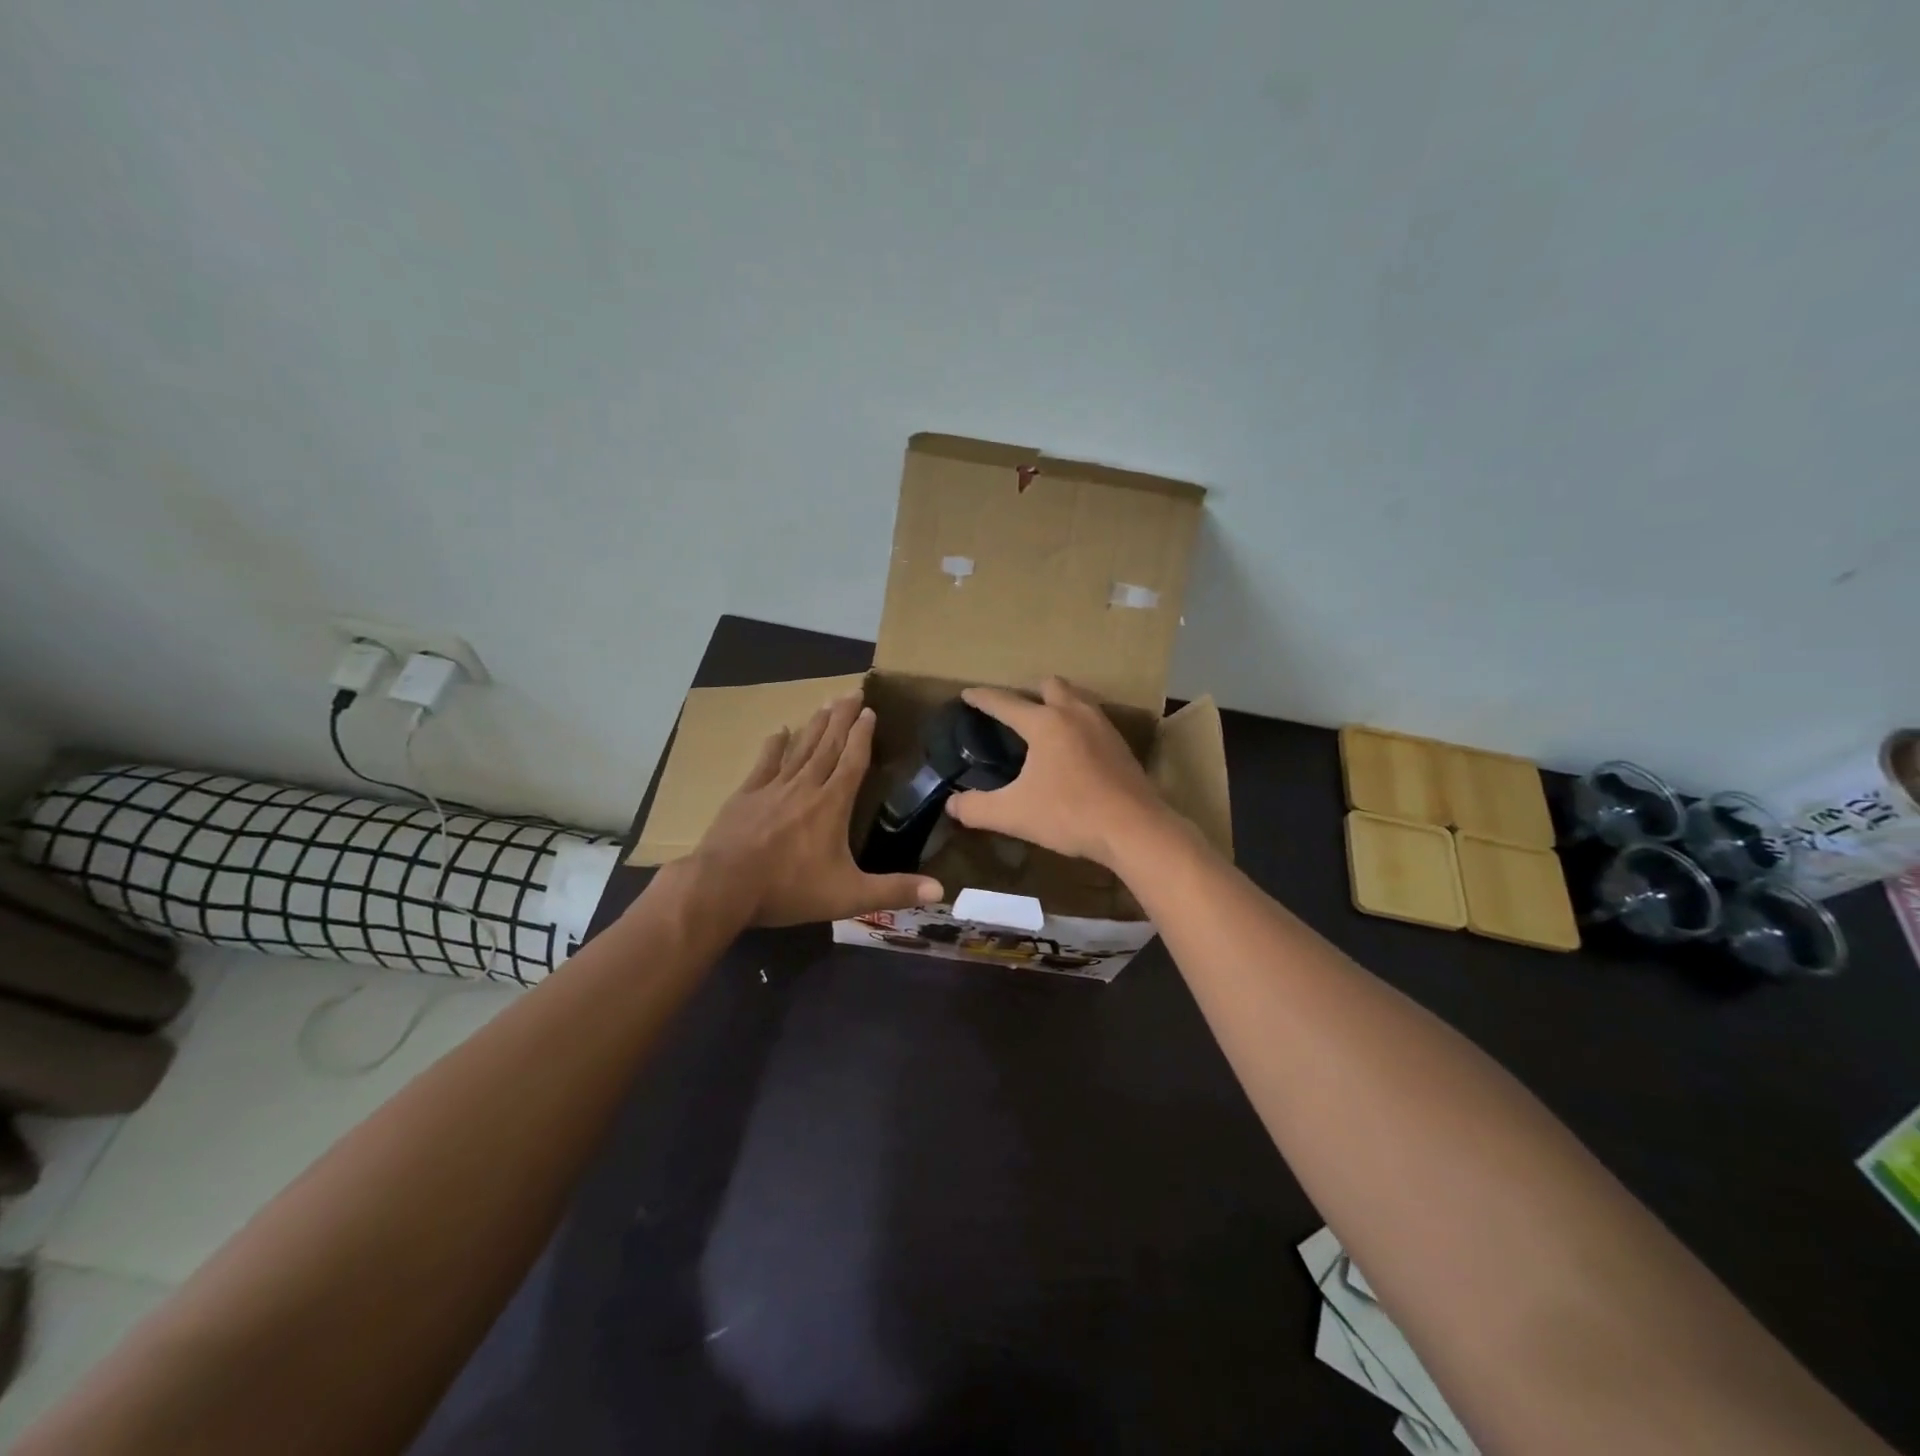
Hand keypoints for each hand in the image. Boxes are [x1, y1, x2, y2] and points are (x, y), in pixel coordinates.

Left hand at [691, 692, 943, 926]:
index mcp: (832, 805)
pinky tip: (779, 731)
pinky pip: (764, 763)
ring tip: (825, 703)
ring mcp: (772, 788)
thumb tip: (941, 890)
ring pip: (800, 748)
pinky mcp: (745, 796)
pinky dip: (774, 746)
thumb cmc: (789, 889)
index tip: (870, 711)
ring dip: (815, 725)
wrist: (723, 887)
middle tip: (852, 692)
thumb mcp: (849, 896)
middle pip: (828, 745)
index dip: (863, 735)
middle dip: (842, 718)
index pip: (853, 761)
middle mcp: (805, 787)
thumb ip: (894, 891)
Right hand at [946, 677, 1171, 868]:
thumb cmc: (1069, 815)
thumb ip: (976, 808)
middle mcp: (1075, 714)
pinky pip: (1093, 719)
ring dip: (1057, 703)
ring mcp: (1102, 727)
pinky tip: (1073, 749)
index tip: (967, 694)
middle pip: (1050, 685)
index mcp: (1045, 723)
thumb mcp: (1013, 814)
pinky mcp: (1121, 745)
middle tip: (1014, 712)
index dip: (982, 698)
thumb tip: (951, 804)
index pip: (1005, 703)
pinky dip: (1077, 723)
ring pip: (1076, 699)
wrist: (1134, 829)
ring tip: (1043, 725)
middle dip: (1029, 692)